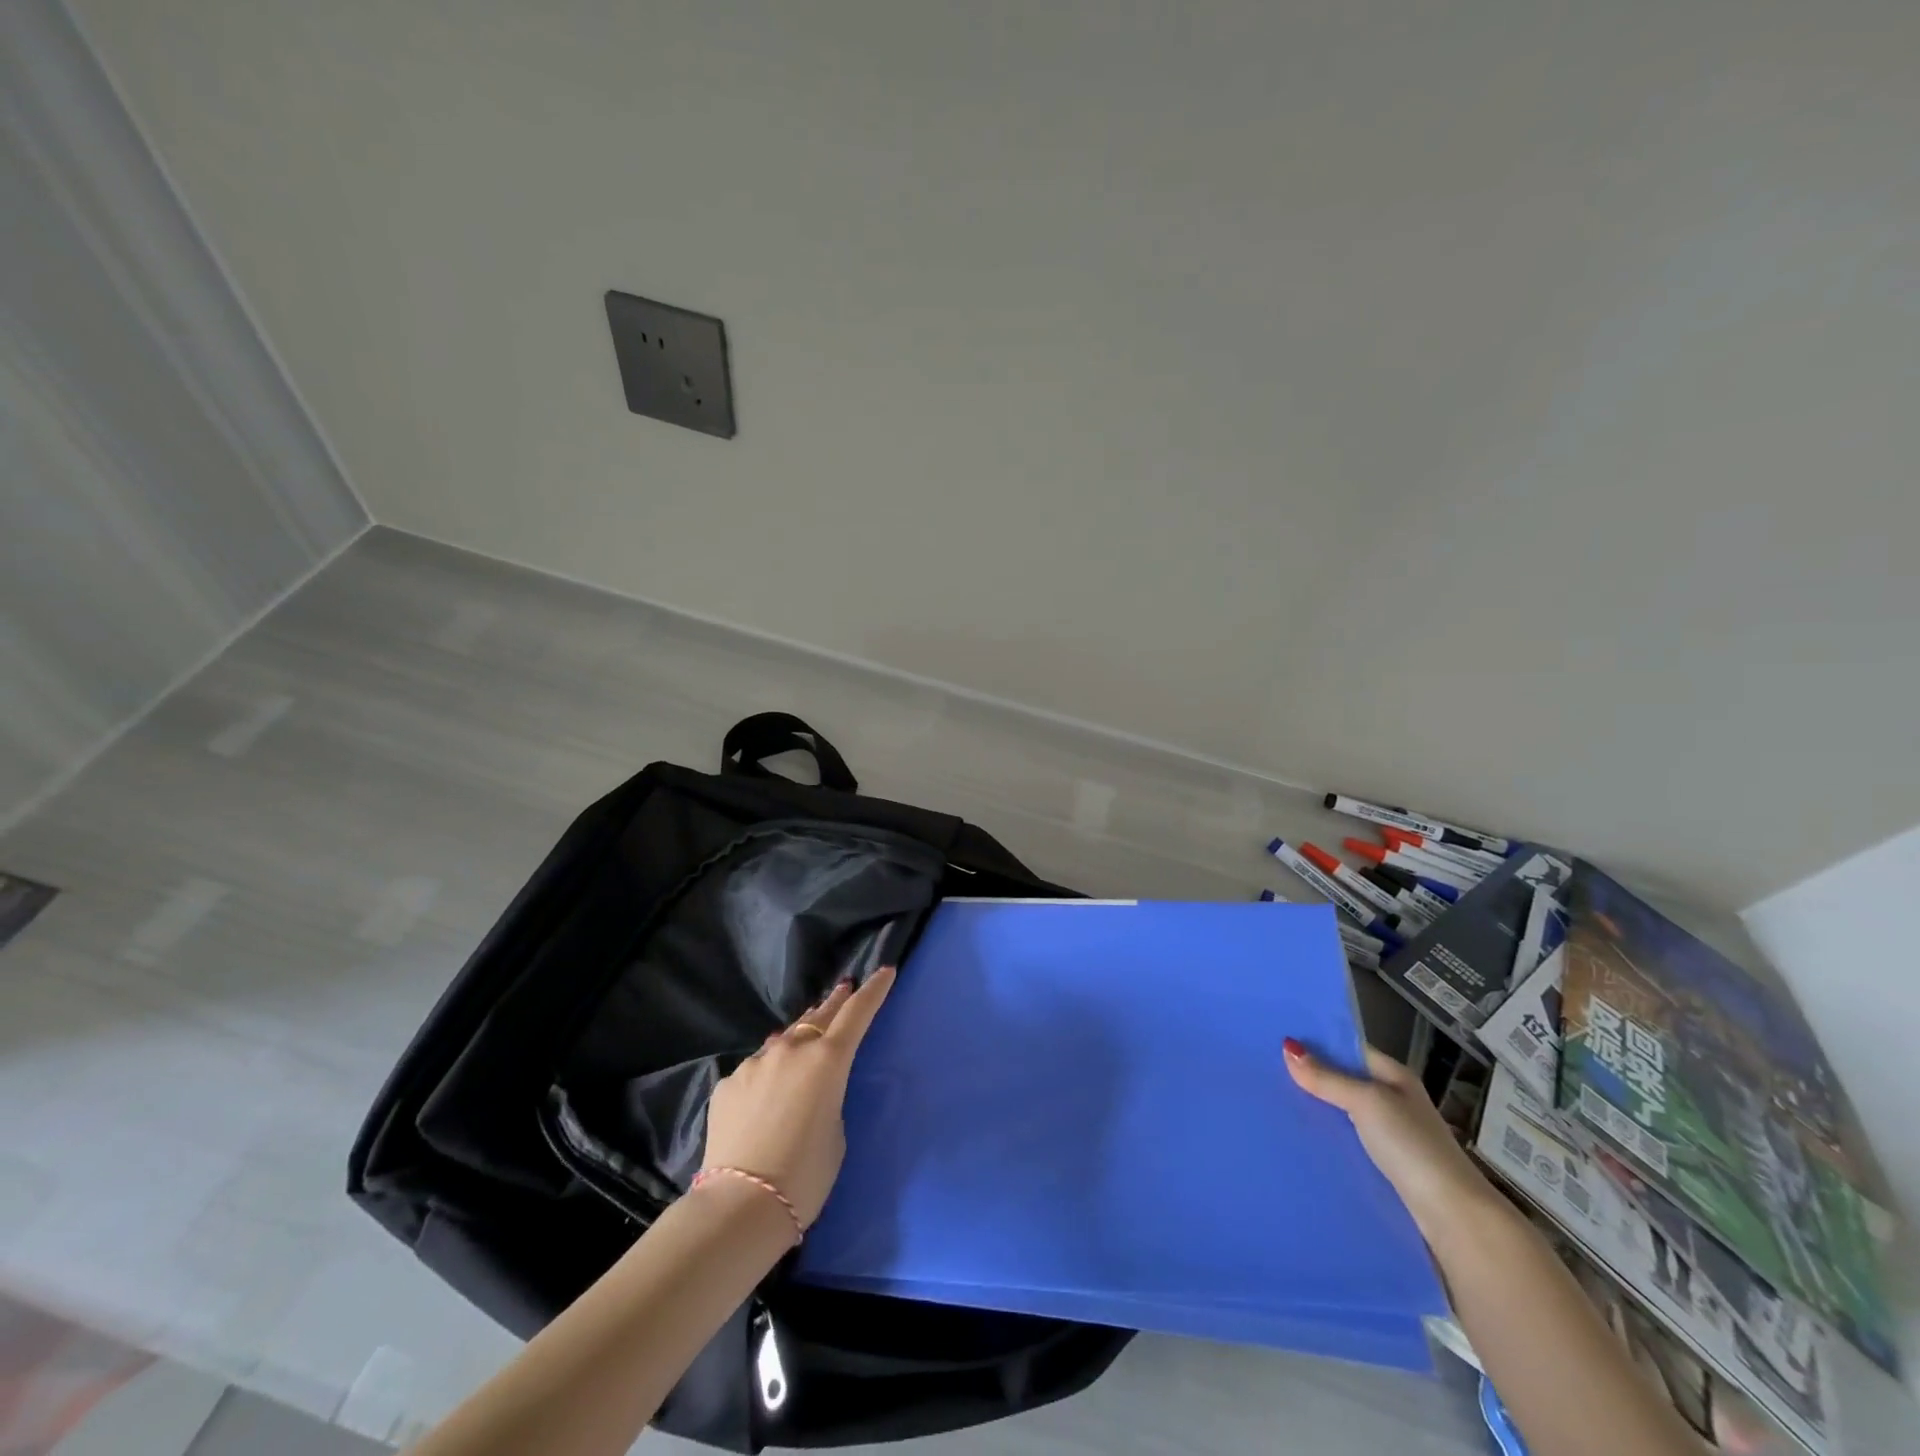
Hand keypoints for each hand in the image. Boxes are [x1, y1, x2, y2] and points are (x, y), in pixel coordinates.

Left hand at [702, 968, 896, 1226]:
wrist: (740, 1205)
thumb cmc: (805, 1175)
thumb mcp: (836, 1132)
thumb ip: (829, 1096)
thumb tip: (810, 1085)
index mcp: (828, 1060)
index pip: (857, 1013)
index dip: (873, 990)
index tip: (885, 971)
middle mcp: (791, 1050)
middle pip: (818, 1016)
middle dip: (834, 1002)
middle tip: (843, 989)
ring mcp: (755, 1063)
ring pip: (783, 1042)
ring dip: (798, 1040)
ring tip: (803, 1044)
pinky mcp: (727, 1083)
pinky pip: (756, 1069)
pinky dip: (767, 1074)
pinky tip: (764, 1098)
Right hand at [1285, 1040, 1497, 1243]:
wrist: (1453, 1218)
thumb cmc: (1412, 1147)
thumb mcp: (1366, 1102)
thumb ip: (1327, 1077)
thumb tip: (1287, 1046)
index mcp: (1395, 1077)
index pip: (1350, 1049)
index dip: (1318, 1043)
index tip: (1276, 1040)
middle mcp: (1393, 1101)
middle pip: (1344, 1081)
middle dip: (1311, 1078)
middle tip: (1266, 1071)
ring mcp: (1390, 1136)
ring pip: (1342, 1114)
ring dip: (1316, 1110)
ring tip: (1273, 1103)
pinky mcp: (1383, 1167)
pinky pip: (1346, 1142)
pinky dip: (1326, 1138)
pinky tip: (1298, 1138)